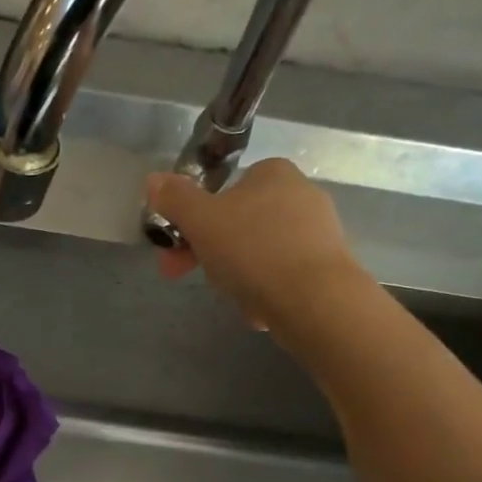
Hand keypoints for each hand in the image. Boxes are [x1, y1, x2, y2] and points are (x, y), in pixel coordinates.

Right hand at [147, 158, 368, 336]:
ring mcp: (319, 231)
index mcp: (273, 173)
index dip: (195, 219)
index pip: (225, 188)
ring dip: (234, 273)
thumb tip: (153, 180)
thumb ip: (175, 199)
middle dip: (209, 251)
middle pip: (238, 223)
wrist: (315, 300)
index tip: (178, 247)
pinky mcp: (327, 266)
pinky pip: (281, 275)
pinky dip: (263, 289)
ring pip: (257, 252)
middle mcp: (301, 194)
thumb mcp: (200, 220)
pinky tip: (257, 308)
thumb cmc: (253, 250)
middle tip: (185, 275)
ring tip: (230, 296)